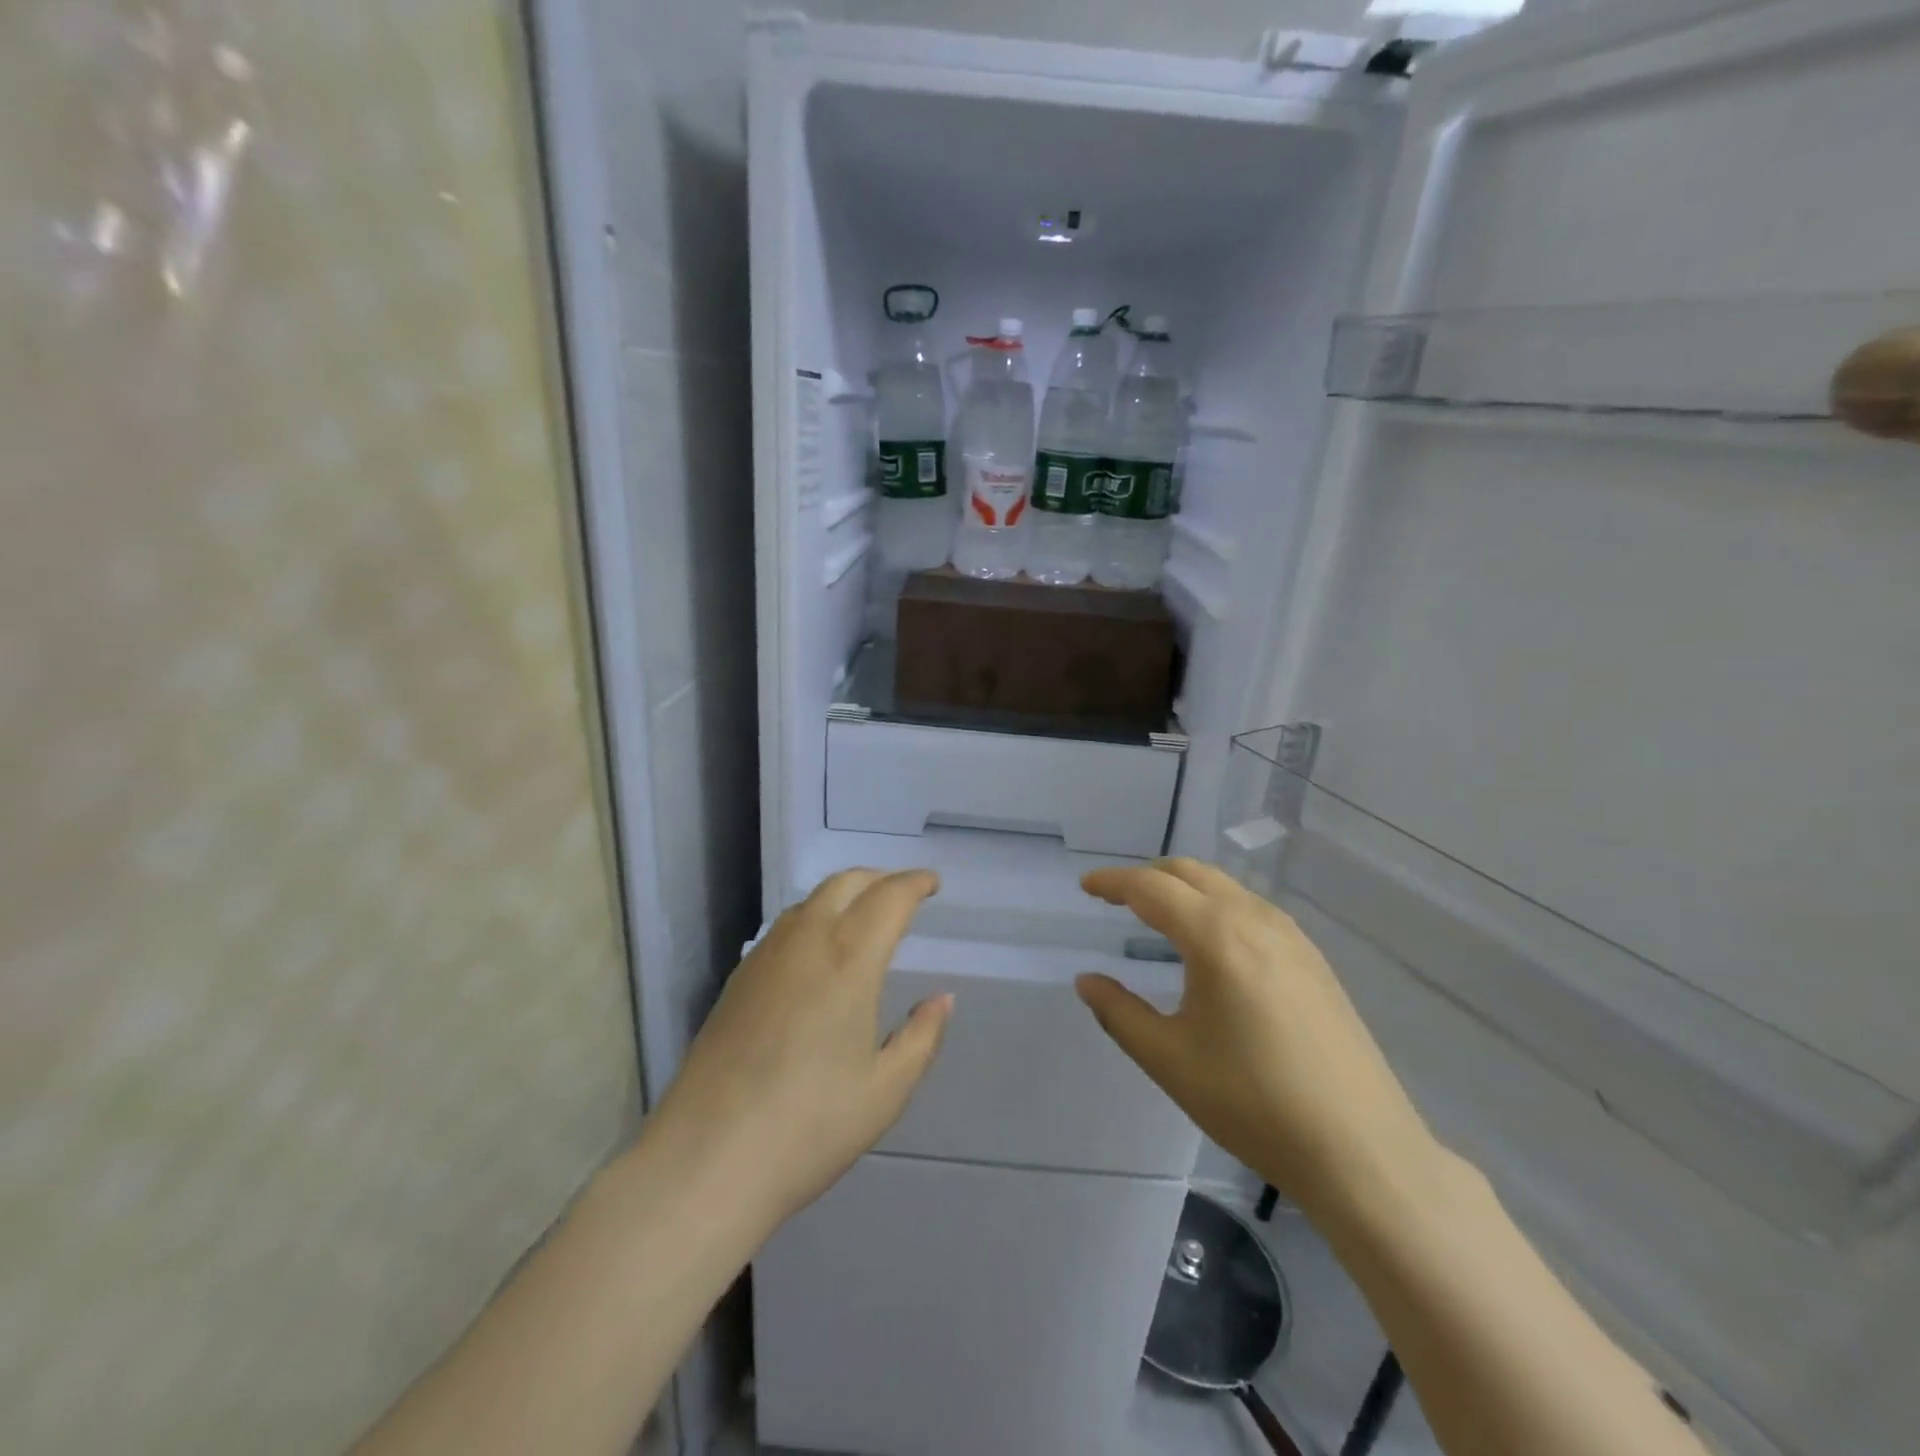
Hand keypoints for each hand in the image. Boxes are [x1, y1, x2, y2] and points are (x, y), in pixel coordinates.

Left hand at [645, 869, 952, 1231]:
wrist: (707, 1158)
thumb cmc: (810, 1125)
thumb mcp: (886, 1090)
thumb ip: (922, 1036)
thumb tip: (942, 999)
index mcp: (850, 958)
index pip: (889, 897)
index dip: (915, 883)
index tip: (932, 883)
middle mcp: (807, 940)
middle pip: (846, 883)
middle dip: (880, 879)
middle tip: (903, 894)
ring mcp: (766, 956)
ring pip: (811, 901)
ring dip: (845, 895)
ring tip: (865, 918)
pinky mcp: (739, 978)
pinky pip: (786, 927)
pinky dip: (814, 918)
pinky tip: (819, 953)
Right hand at [1076, 858, 1436, 1217]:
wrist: (1361, 1149)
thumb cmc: (1254, 1103)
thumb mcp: (1170, 1060)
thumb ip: (1119, 1013)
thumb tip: (1087, 981)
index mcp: (1216, 937)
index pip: (1151, 888)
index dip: (1113, 882)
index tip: (1085, 886)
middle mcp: (1255, 921)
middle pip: (1191, 873)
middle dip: (1148, 877)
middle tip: (1116, 898)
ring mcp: (1292, 937)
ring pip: (1226, 888)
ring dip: (1185, 889)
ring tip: (1159, 916)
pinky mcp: (1314, 960)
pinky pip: (1253, 909)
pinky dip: (1217, 906)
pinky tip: (1214, 945)